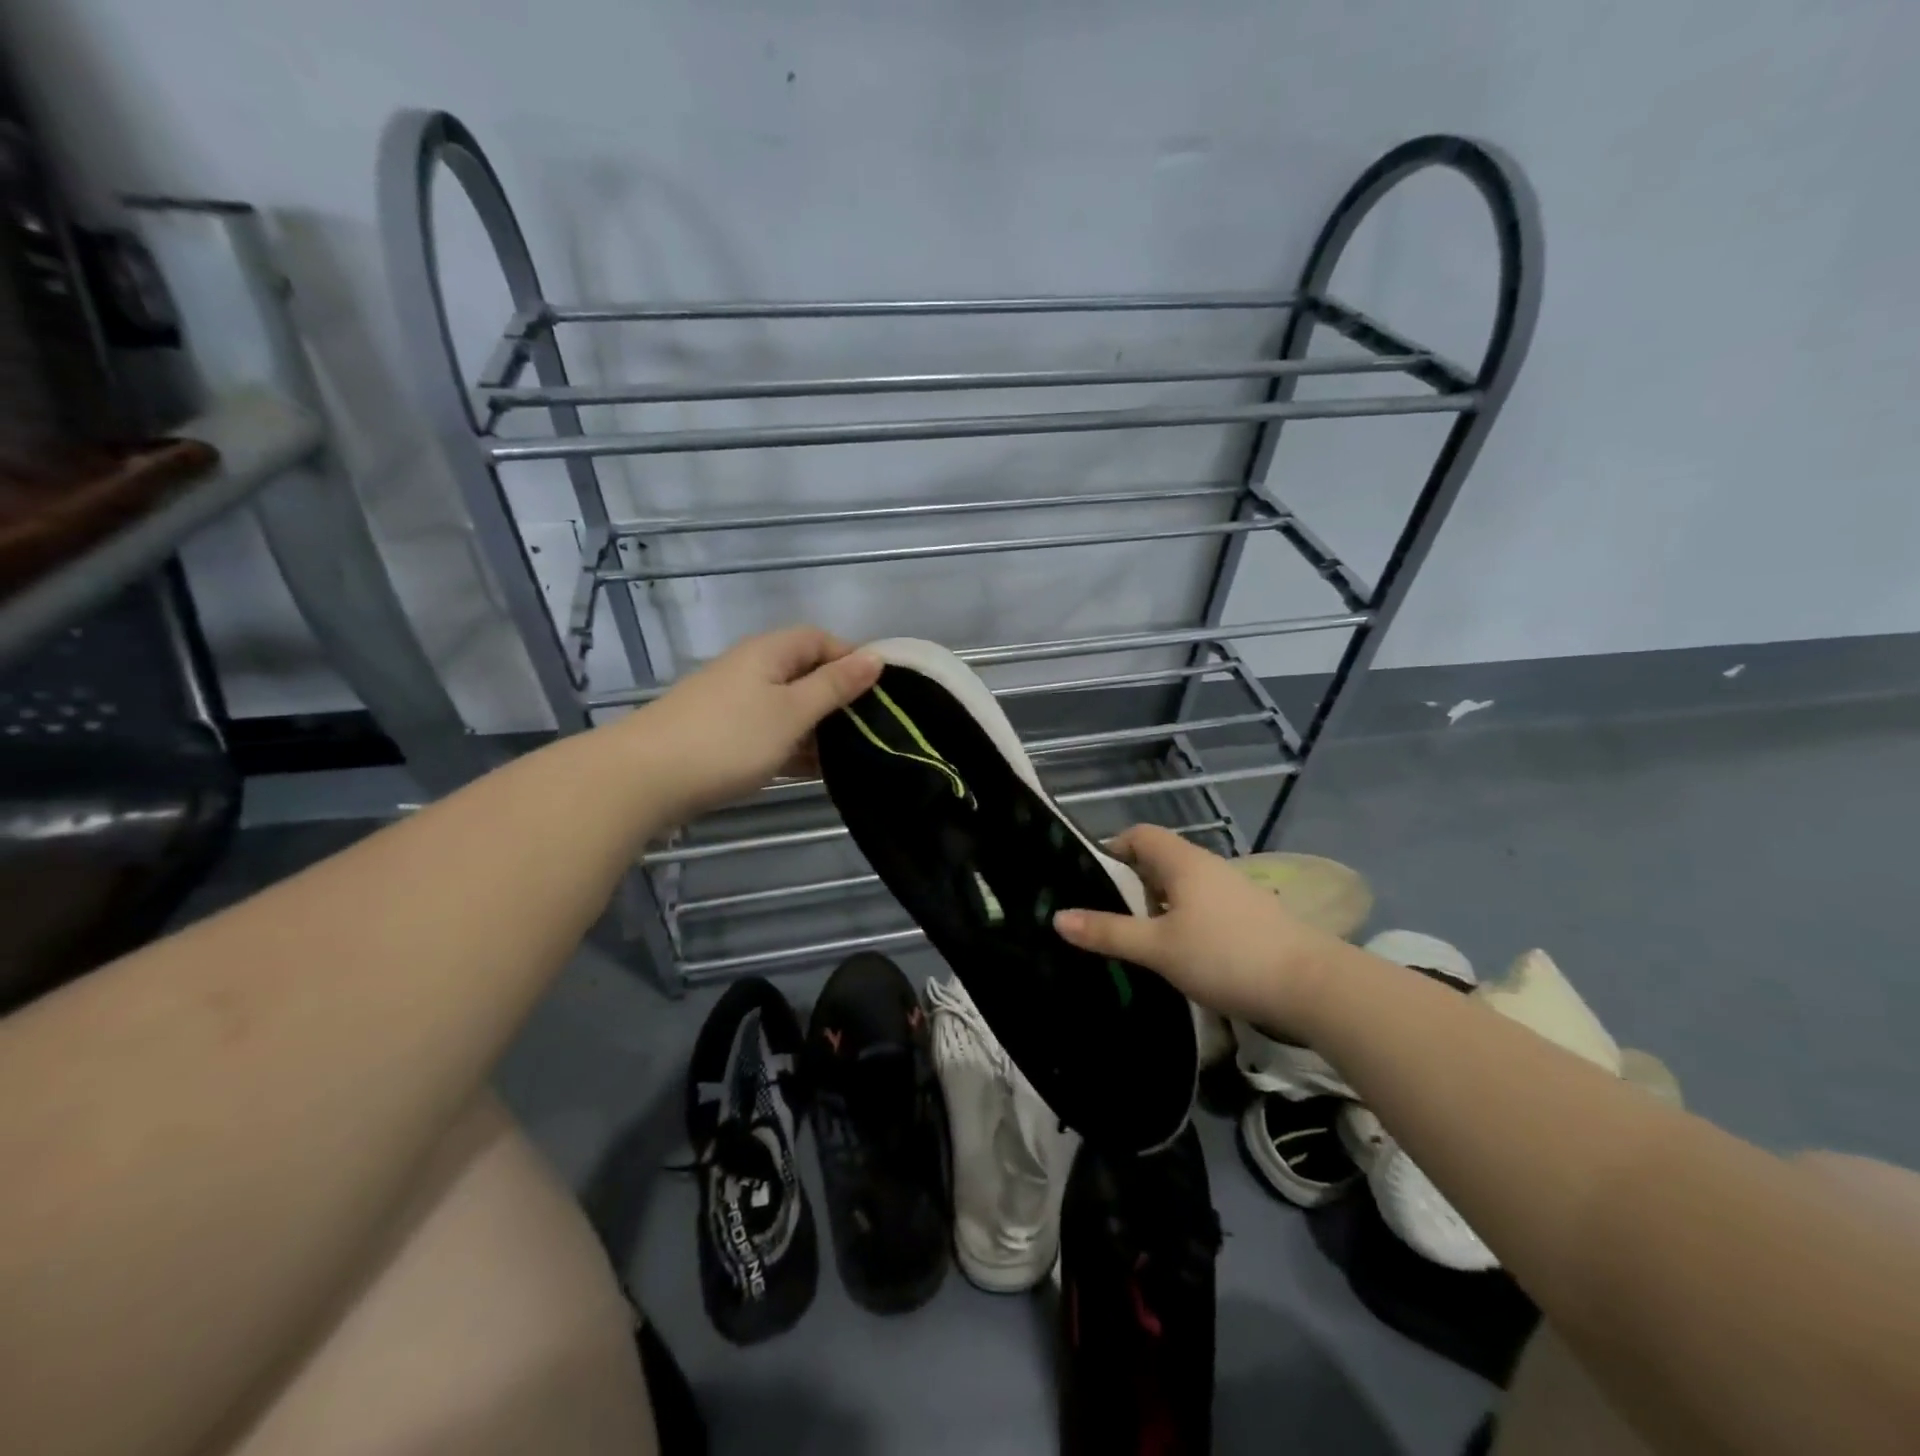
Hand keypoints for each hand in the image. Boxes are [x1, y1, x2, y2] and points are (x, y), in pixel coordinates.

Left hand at [620, 625, 880, 822]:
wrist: (644, 779)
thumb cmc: (729, 739)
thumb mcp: (792, 712)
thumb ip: (835, 686)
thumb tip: (875, 657)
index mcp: (768, 652)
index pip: (820, 639)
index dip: (852, 659)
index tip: (880, 693)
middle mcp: (750, 669)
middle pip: (804, 673)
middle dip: (838, 698)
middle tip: (870, 729)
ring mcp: (732, 703)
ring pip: (788, 707)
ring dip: (817, 727)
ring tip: (849, 755)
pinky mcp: (720, 735)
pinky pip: (769, 732)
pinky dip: (792, 746)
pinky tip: (813, 772)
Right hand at [1052, 824, 1345, 1029]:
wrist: (1312, 986)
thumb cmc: (1226, 956)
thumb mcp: (1158, 948)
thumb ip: (1108, 933)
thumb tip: (1058, 917)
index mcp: (1183, 862)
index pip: (1140, 835)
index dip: (1113, 849)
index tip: (1091, 880)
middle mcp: (1208, 867)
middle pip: (1159, 861)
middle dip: (1131, 885)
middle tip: (1107, 917)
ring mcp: (1233, 891)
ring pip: (1182, 888)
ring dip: (1158, 907)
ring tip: (1140, 941)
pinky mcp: (1250, 917)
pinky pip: (1203, 907)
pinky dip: (1183, 922)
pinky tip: (1180, 955)